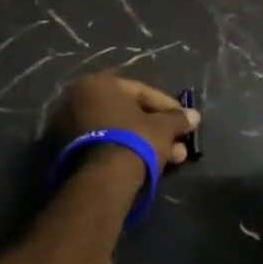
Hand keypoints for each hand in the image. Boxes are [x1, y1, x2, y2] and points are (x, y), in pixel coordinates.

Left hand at [53, 73, 199, 171]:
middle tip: (179, 144)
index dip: (167, 107)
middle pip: (128, 114)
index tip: (185, 119)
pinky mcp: (67, 152)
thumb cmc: (134, 140)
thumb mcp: (162, 128)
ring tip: (173, 159)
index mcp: (98, 84)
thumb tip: (194, 116)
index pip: (141, 92)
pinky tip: (149, 164)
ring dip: (146, 143)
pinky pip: (106, 145)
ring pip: (118, 132)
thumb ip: (177, 119)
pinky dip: (127, 152)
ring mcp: (69, 127)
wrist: (101, 179)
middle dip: (157, 129)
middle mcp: (78, 99)